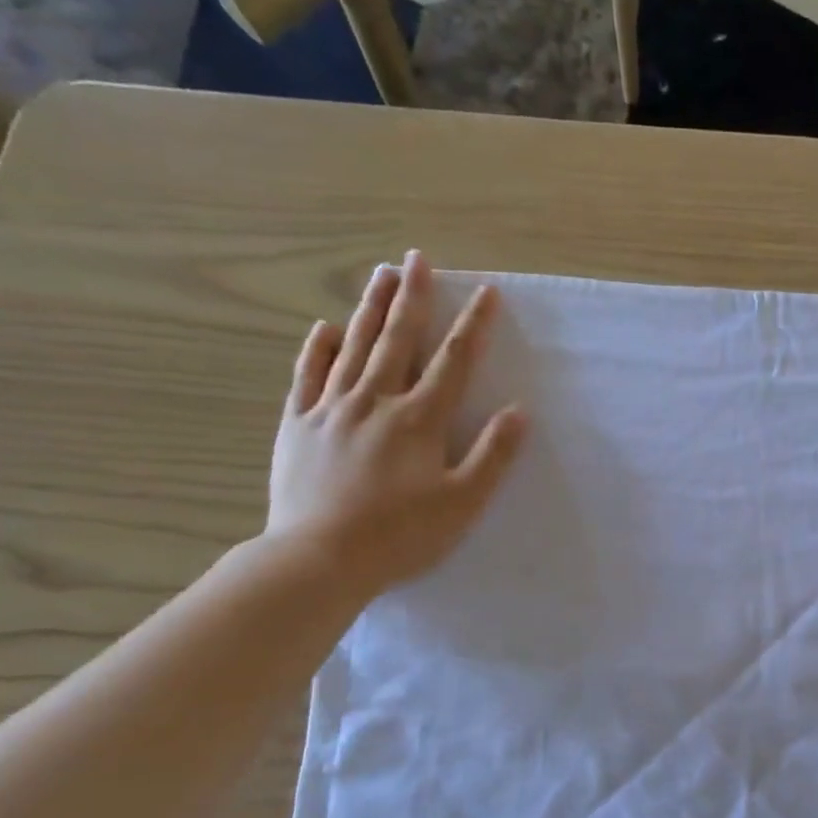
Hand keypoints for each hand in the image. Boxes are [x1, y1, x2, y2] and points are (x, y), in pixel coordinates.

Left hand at [267, 252, 525, 598]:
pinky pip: (308, 375)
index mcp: (419, 419)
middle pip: (398, 339)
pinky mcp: (298, 424)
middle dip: (413, 297)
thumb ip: (492, 455)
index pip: (454, 361)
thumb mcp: (462, 502)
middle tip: (418, 259)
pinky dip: (318, 349)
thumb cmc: (401, 535)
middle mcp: (375, 401)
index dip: (473, 325)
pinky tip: (326, 328)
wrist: (319, 558)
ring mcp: (331, 409)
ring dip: (370, 308)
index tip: (486, 292)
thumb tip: (519, 412)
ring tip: (381, 274)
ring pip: (354, 346)